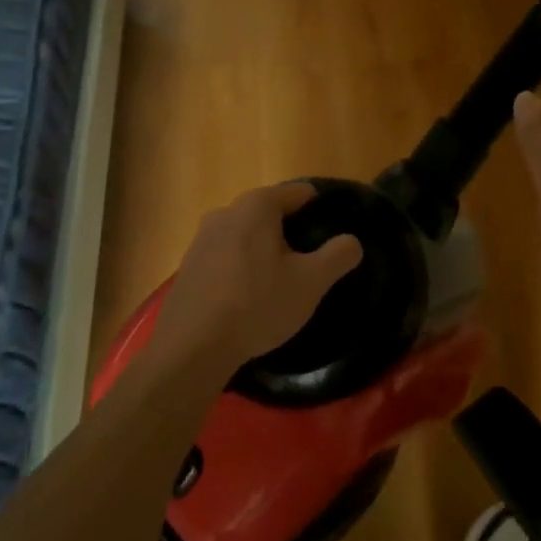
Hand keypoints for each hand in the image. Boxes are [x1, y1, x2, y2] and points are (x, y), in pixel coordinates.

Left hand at [154, 182, 363, 379]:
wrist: (192, 347)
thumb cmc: (258, 305)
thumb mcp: (311, 282)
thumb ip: (338, 255)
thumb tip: (351, 241)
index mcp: (257, 206)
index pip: (299, 193)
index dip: (321, 209)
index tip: (334, 233)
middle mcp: (226, 211)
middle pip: (270, 212)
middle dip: (292, 231)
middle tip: (311, 262)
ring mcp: (201, 238)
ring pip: (246, 234)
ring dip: (265, 250)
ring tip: (281, 281)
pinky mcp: (189, 265)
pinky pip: (226, 255)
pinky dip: (242, 266)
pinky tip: (250, 295)